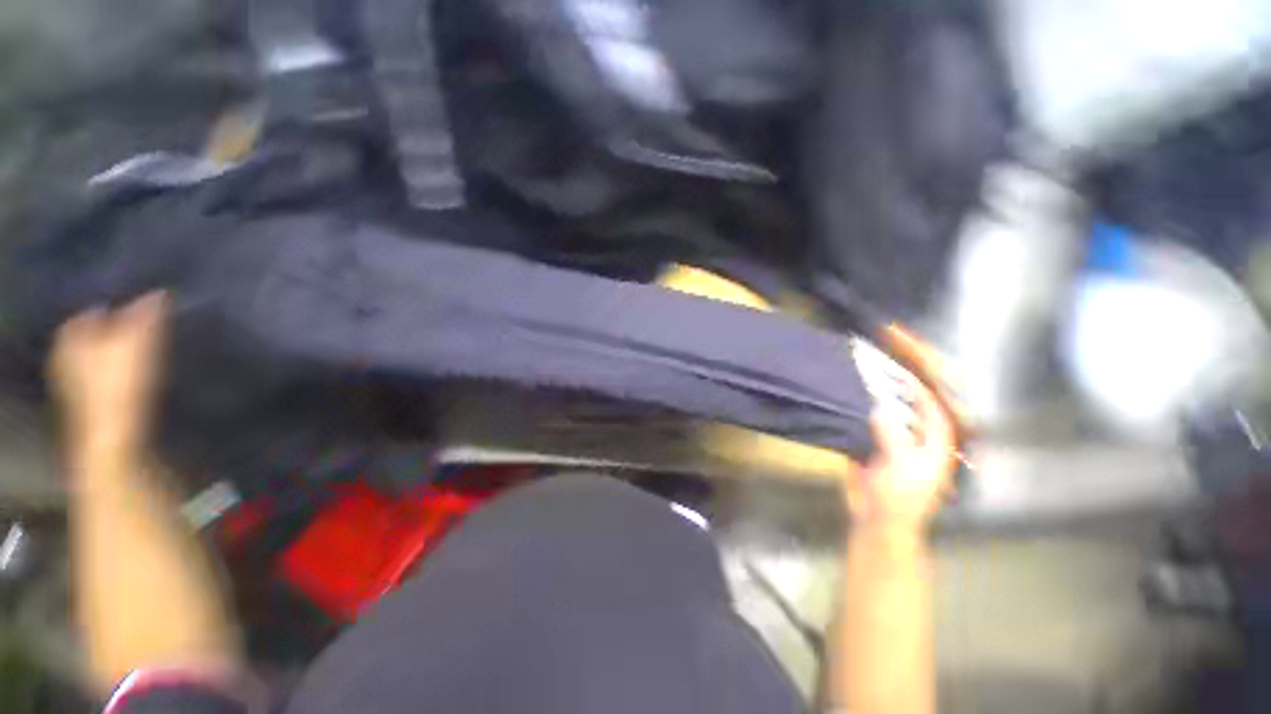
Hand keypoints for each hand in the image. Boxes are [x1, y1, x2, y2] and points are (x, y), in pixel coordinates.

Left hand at [50, 293, 169, 451]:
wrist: (114, 442)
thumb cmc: (120, 385)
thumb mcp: (138, 343)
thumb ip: (147, 315)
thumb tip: (158, 293)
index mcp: (70, 340)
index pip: (86, 315)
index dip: (108, 308)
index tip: (133, 304)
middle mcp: (65, 361)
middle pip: (89, 338)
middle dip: (111, 331)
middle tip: (140, 326)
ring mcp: (76, 389)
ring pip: (96, 361)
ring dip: (115, 355)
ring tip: (143, 351)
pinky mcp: (92, 408)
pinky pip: (104, 382)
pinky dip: (117, 376)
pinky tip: (137, 379)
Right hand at [843, 374, 956, 531]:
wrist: (875, 520)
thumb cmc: (898, 498)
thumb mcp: (899, 466)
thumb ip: (891, 437)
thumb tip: (878, 410)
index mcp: (933, 451)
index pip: (936, 417)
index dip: (926, 398)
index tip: (909, 379)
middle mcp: (915, 445)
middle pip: (911, 416)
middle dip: (900, 398)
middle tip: (882, 377)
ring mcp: (892, 449)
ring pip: (888, 421)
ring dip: (878, 406)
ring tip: (865, 387)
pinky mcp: (871, 452)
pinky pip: (868, 429)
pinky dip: (861, 418)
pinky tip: (851, 406)